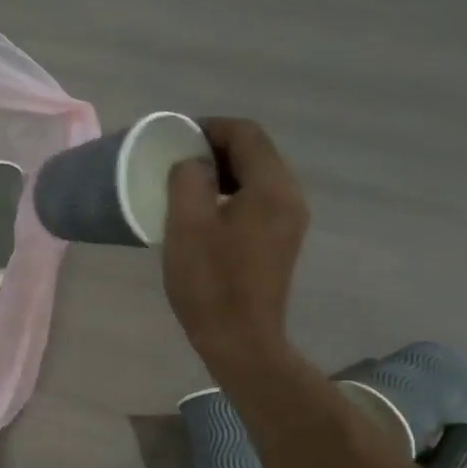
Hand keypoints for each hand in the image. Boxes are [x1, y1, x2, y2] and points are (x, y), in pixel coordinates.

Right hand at [162, 118, 309, 385]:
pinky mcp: (281, 242)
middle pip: (256, 153)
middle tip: (177, 160)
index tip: (176, 137)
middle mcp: (290, 198)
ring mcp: (290, 222)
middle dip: (216, 148)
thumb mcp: (187, 225)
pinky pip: (258, 201)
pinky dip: (232, 194)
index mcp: (271, 188)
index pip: (246, 134)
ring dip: (223, 172)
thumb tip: (193, 164)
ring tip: (186, 186)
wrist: (240, 340)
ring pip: (258, 178)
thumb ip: (188, 179)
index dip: (210, 127)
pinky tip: (205, 214)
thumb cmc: (210, 282)